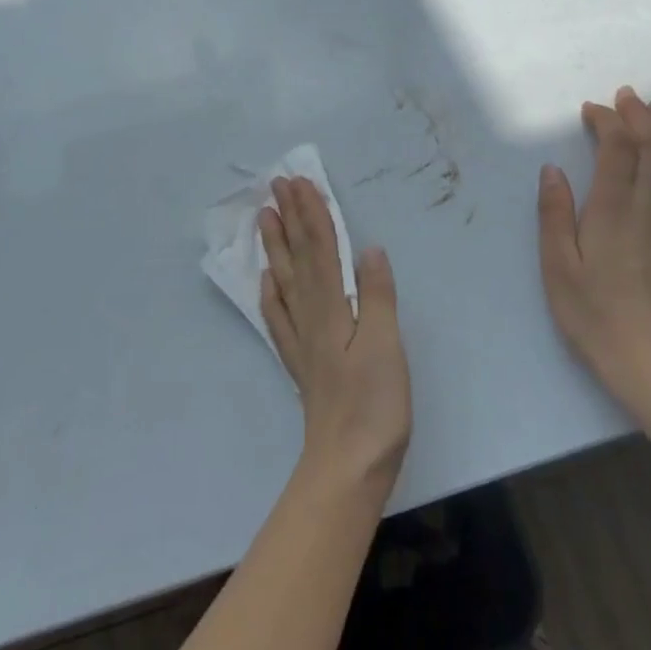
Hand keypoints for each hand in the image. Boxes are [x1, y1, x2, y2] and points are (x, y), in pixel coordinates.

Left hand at [258, 177, 411, 489]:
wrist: (347, 467)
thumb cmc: (374, 406)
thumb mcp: (386, 346)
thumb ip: (378, 295)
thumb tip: (369, 248)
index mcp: (333, 307)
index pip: (321, 248)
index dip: (311, 213)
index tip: (300, 181)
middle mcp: (311, 316)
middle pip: (298, 256)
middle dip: (289, 217)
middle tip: (276, 184)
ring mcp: (302, 340)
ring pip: (285, 279)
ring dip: (276, 245)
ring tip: (264, 216)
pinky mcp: (301, 363)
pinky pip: (279, 317)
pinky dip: (271, 293)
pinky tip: (266, 281)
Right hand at [537, 88, 650, 403]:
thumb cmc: (593, 315)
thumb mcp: (557, 267)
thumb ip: (554, 215)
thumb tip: (553, 169)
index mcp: (610, 213)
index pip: (617, 152)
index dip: (608, 123)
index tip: (593, 109)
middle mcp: (648, 212)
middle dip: (640, 118)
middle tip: (630, 96)